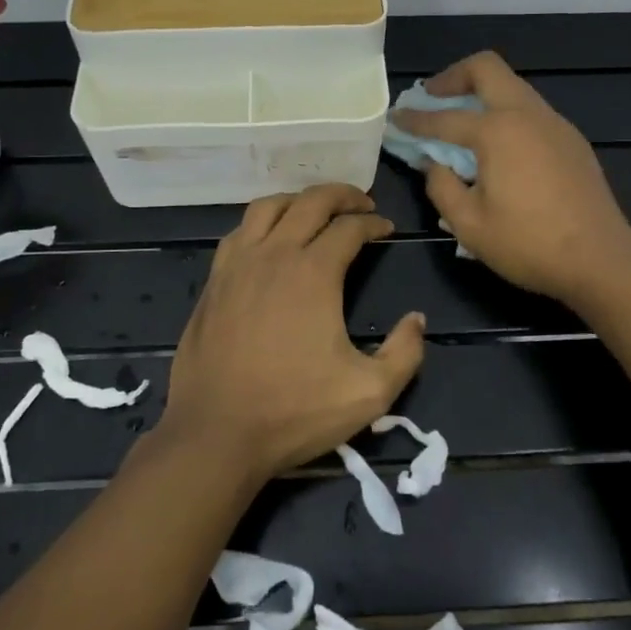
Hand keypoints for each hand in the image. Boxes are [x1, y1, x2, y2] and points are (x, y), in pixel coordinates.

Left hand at [155, 184, 425, 484]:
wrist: (216, 434)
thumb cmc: (294, 412)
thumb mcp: (370, 393)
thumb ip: (404, 352)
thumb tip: (416, 319)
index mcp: (313, 272)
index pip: (349, 227)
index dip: (373, 222)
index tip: (386, 228)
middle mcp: (274, 254)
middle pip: (310, 202)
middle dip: (341, 195)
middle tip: (360, 204)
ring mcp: (237, 265)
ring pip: (268, 207)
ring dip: (298, 201)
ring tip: (315, 211)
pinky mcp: (213, 282)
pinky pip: (239, 232)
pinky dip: (262, 222)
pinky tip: (269, 240)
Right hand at [393, 51, 630, 306]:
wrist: (602, 260)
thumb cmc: (529, 245)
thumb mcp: (469, 224)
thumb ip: (441, 187)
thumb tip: (432, 164)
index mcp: (497, 131)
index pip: (444, 117)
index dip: (415, 119)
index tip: (396, 118)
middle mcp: (527, 115)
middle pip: (487, 69)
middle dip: (453, 77)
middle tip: (432, 97)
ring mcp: (555, 124)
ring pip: (513, 87)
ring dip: (483, 93)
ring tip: (462, 121)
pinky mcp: (572, 140)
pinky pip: (531, 110)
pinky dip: (506, 113)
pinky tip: (499, 146)